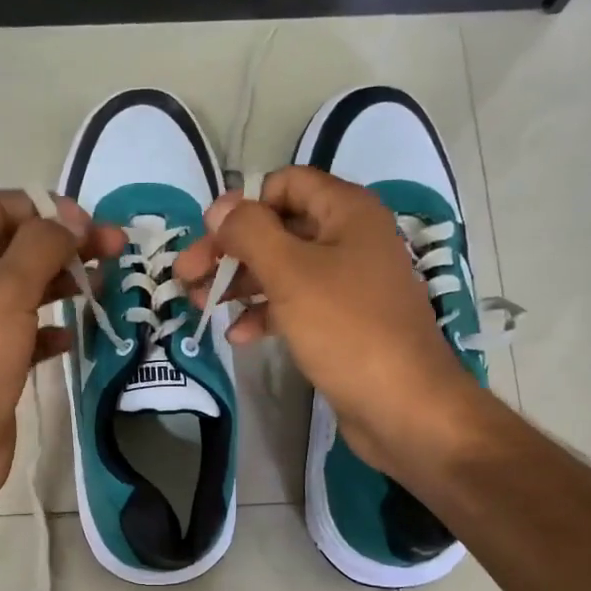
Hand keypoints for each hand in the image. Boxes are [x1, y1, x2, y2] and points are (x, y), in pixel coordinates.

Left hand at [0, 190, 122, 500]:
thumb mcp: (5, 291)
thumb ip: (41, 246)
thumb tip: (72, 219)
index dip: (43, 206)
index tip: (86, 224)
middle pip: (20, 245)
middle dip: (66, 242)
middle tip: (114, 250)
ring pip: (29, 288)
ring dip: (65, 281)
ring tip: (105, 286)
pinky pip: (30, 332)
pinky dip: (54, 328)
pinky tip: (73, 337)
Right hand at [174, 166, 471, 472]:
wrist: (404, 406)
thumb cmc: (347, 329)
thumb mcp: (291, 273)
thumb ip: (250, 232)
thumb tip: (220, 207)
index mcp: (346, 212)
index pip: (284, 185)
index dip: (242, 205)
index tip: (207, 237)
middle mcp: (349, 238)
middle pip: (277, 228)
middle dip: (230, 250)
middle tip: (186, 277)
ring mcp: (347, 282)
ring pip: (281, 268)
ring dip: (239, 283)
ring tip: (200, 305)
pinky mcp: (341, 321)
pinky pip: (294, 304)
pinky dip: (264, 314)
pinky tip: (238, 336)